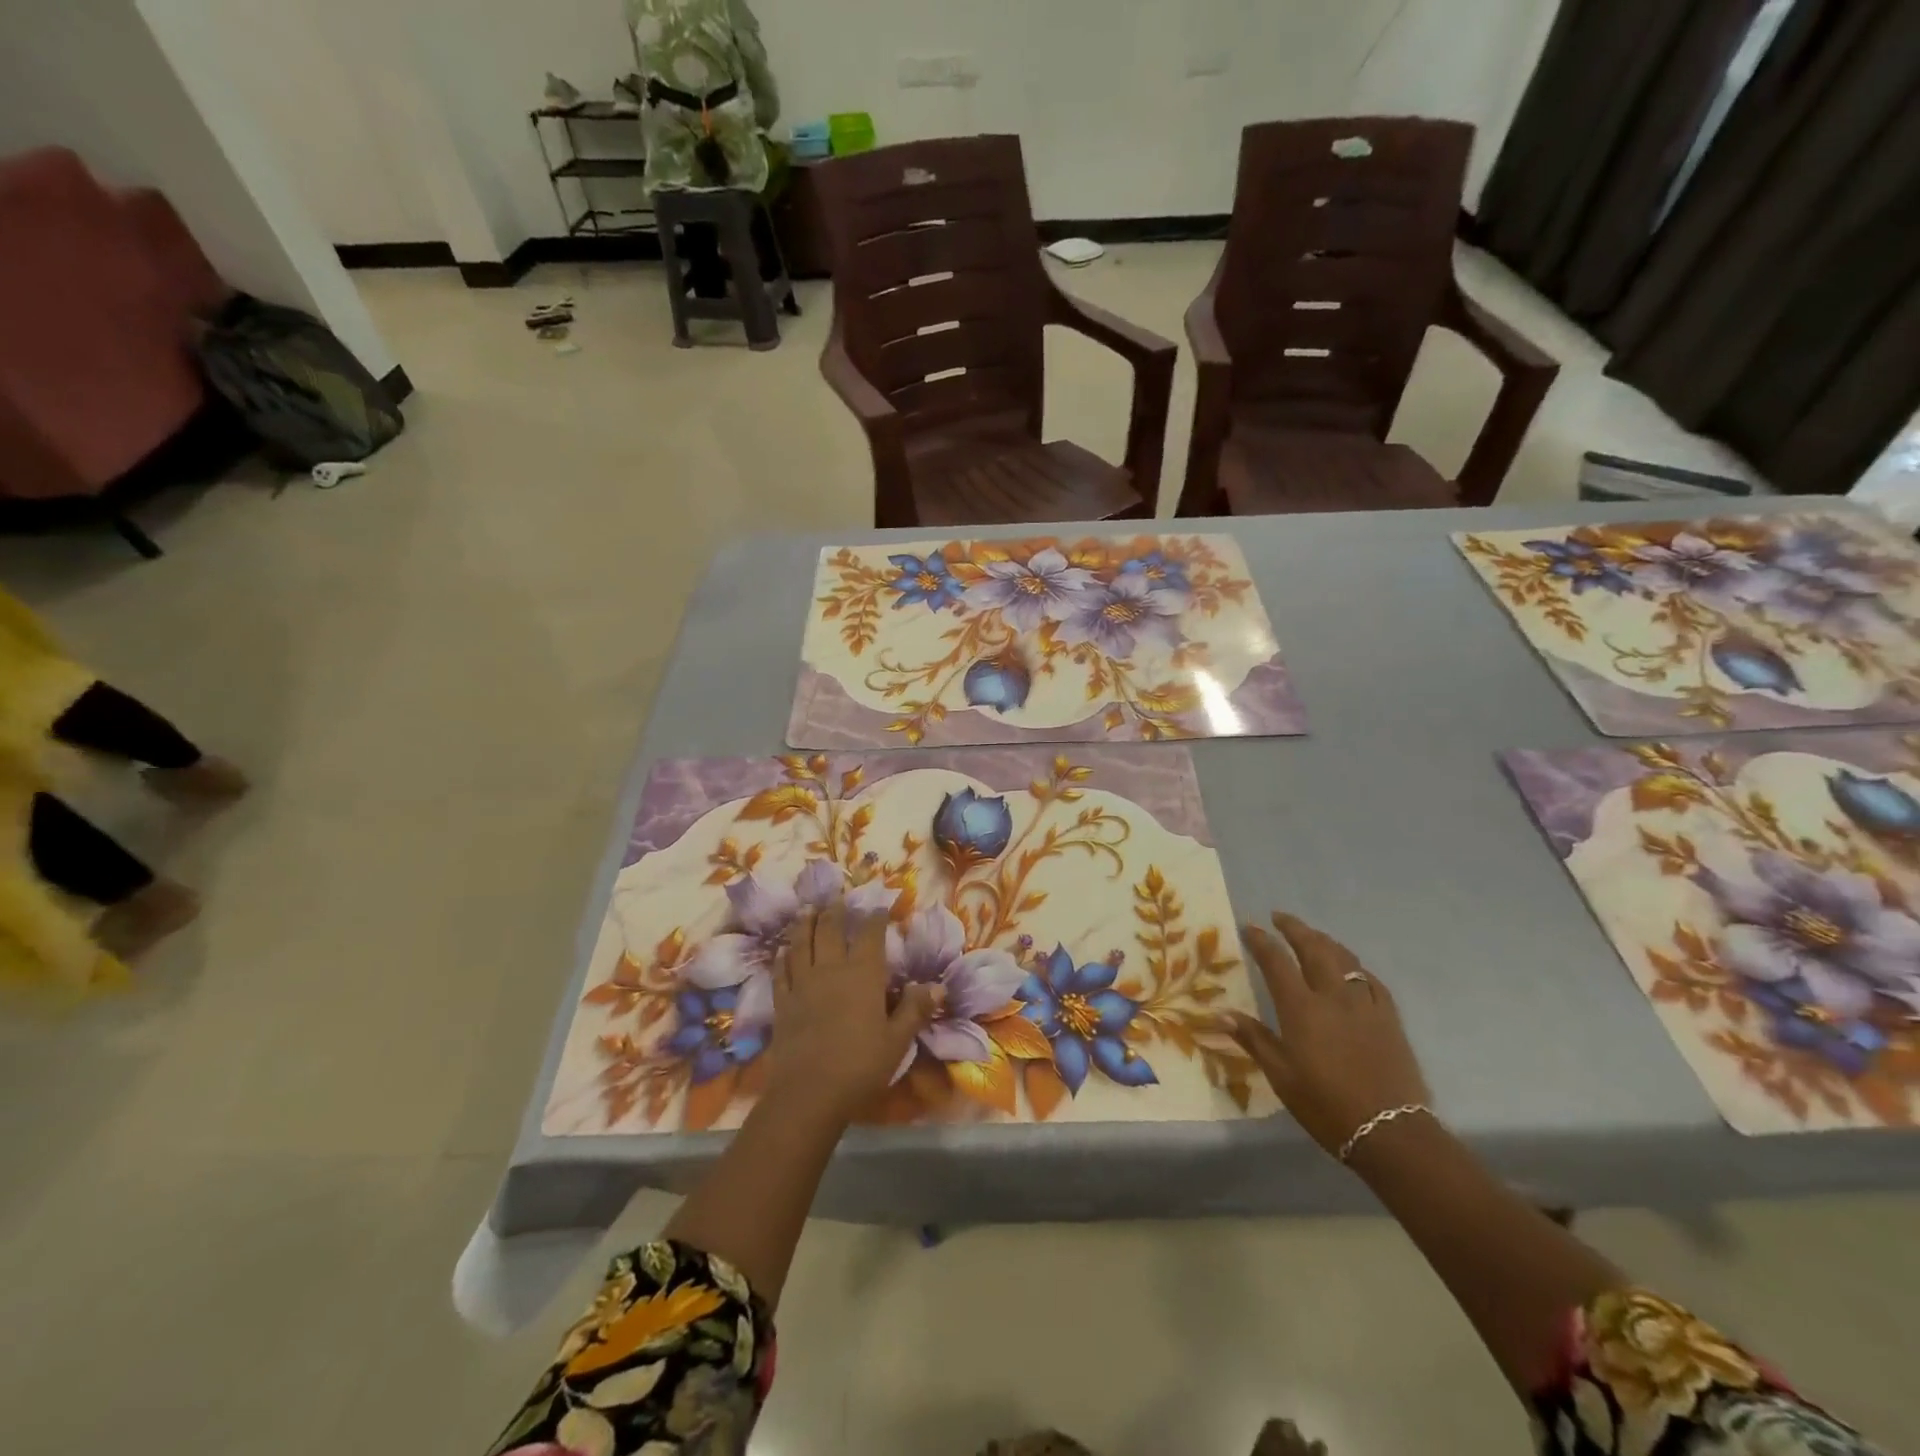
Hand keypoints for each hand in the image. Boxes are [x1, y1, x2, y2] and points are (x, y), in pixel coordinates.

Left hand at [768, 899, 935, 1119]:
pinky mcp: (783, 1003)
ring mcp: (803, 984)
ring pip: (802, 943)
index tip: (878, 906)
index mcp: (863, 974)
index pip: (870, 935)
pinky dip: (783, 957)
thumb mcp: (897, 1041)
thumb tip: (937, 985)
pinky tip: (783, 950)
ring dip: (805, 924)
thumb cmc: (861, 1065)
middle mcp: (831, 969)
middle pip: (831, 930)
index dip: (875, 918)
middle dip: (836, 912)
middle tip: (837, 899)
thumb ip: (915, 1010)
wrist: (809, 1093)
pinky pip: (782, 971)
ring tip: (808, 910)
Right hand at [1227, 912, 1430, 1158]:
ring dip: (1324, 940)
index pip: (1277, 962)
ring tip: (1311, 935)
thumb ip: (1253, 1039)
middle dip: (1295, 928)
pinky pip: (1371, 980)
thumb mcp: (1281, 1076)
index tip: (1250, 928)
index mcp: (1302, 1008)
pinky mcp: (1389, 1018)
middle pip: (1314, 948)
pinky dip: (1354, 967)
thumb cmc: (1326, 1105)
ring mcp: (1365, 1005)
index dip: (1262, 942)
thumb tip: (1219, 1013)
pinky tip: (1351, 970)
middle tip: (1279, 917)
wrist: (1391, 1132)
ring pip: (1344, 958)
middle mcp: (1333, 996)